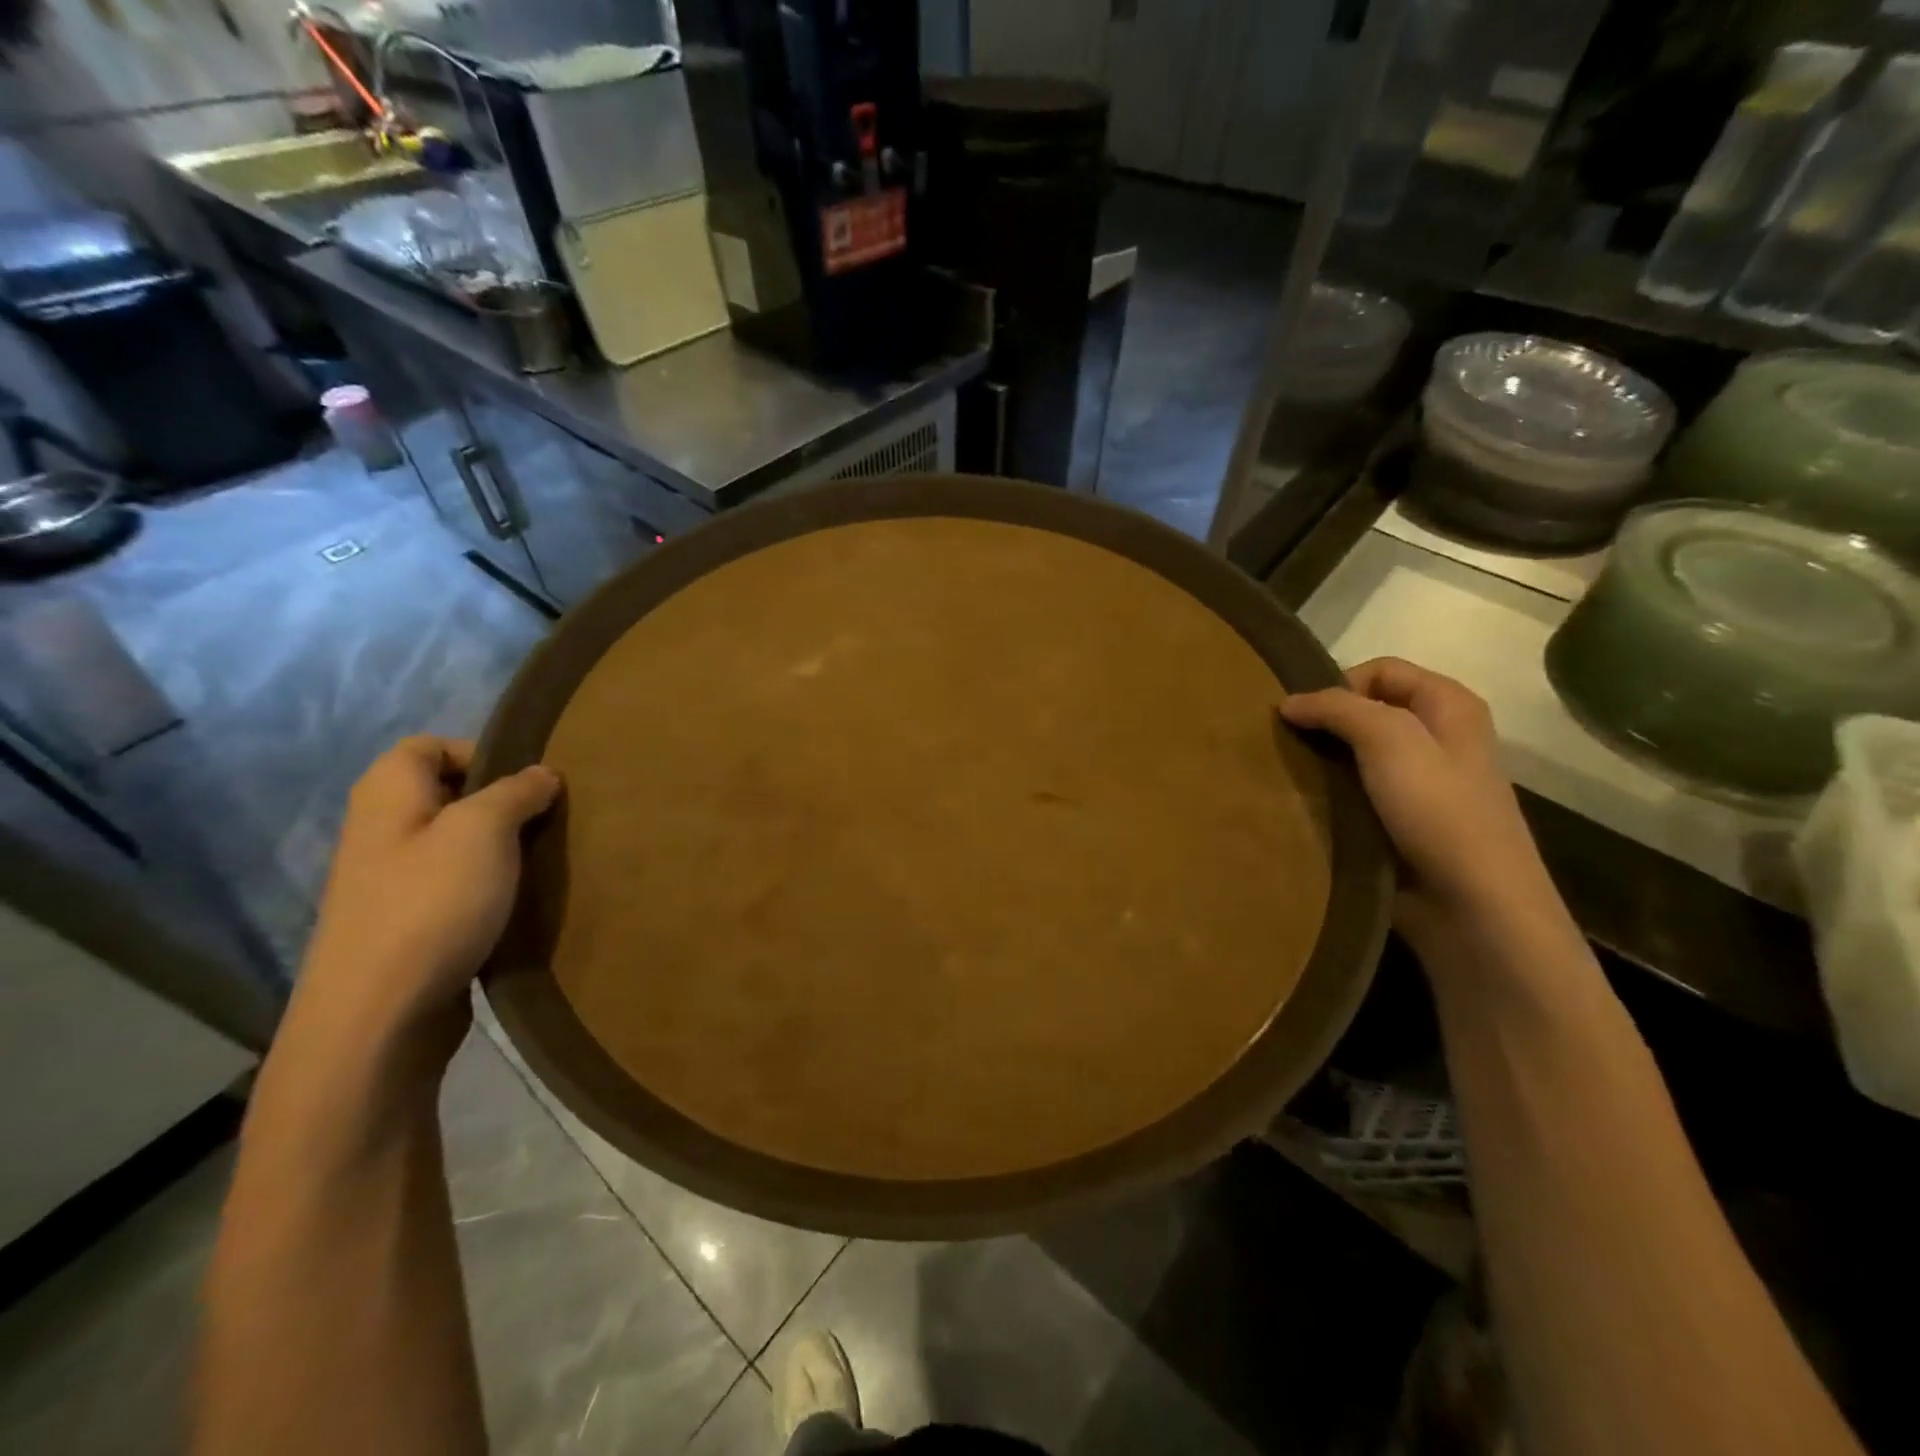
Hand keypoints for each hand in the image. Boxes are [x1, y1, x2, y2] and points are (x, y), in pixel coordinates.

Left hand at [292, 736, 560, 1065]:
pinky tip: (521, 903)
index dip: (480, 752)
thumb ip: (516, 792)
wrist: (378, 1018)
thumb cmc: (430, 904)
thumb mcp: (483, 830)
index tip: (530, 780)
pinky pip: (456, 889)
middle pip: (447, 796)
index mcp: (387, 797)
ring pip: (456, 845)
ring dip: (501, 850)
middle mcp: (382, 832)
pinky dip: (490, 889)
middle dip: (502, 803)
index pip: (429, 745)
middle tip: (549, 819)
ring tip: (544, 860)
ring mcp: (391, 884)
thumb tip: (541, 774)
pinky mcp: (409, 926)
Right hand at [1282, 658, 1563, 953]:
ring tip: (1286, 776)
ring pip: (1356, 755)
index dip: (1339, 684)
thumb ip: (1337, 708)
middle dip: (1324, 724)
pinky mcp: (1401, 823)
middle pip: (1366, 712)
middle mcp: (1438, 738)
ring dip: (1322, 763)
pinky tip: (1305, 807)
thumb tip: (1289, 702)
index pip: (1380, 669)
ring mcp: (1420, 785)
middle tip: (1285, 746)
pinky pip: (1355, 795)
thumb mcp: (1390, 741)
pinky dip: (1329, 796)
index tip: (1302, 716)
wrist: (1474, 909)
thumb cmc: (1441, 813)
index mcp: (1450, 706)